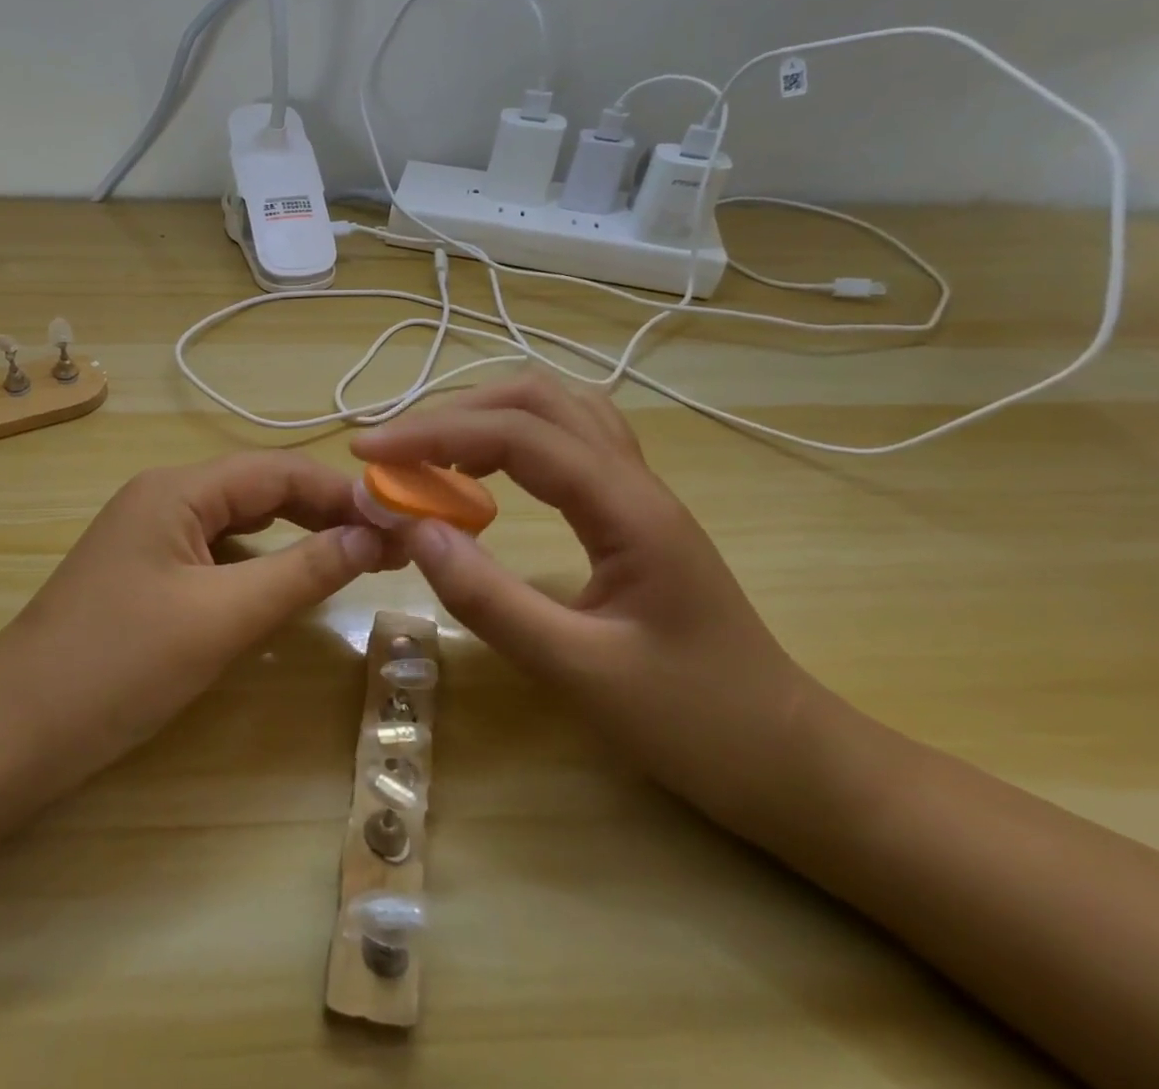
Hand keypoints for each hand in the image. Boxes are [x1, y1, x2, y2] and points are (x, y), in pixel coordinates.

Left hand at [0, 451, 392, 788]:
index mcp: (177, 488)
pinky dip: (257, 567)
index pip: (277, 471)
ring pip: (238, 524)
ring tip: (351, 560)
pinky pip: (215, 556)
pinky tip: (284, 589)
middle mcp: (163, 497)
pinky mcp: (145, 575)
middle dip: (322, 512)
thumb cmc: (118, 667)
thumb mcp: (221, 618)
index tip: (401, 519)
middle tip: (386, 543)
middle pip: (258, 490)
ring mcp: (150, 537)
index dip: (341, 492)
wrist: (11, 733)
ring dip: (293, 539)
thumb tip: (373, 535)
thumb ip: (302, 572)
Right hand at [351, 372, 818, 830]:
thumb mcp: (581, 673)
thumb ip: (491, 601)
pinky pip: (567, 441)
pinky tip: (486, 471)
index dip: (434, 433)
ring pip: (556, 409)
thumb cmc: (696, 723)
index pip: (517, 435)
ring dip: (485, 414)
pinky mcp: (631, 511)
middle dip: (453, 412)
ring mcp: (637, 491)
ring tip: (429, 452)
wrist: (790, 759)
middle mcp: (633, 480)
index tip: (367, 453)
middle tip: (393, 451)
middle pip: (537, 398)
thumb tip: (414, 530)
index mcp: (627, 508)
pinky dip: (513, 437)